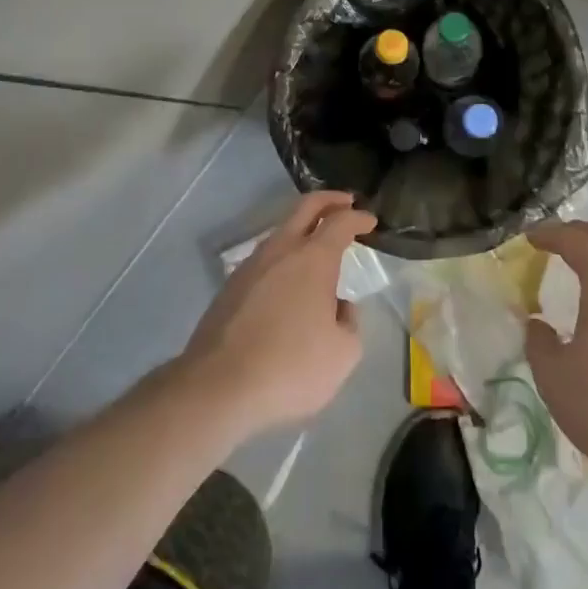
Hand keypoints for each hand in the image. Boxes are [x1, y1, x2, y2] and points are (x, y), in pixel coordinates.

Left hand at [178, 191, 376, 441]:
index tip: (370, 221)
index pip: (341, 222)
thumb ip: (350, 322)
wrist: (217, 388)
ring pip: (281, 232)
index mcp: (314, 259)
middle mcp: (281, 250)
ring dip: (303, 229)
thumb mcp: (343, 354)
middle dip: (329, 199)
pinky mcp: (229, 288)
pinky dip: (283, 257)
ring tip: (317, 246)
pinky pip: (264, 259)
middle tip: (346, 203)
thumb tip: (339, 307)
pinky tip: (288, 282)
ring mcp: (250, 266)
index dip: (358, 217)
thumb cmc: (290, 367)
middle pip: (306, 207)